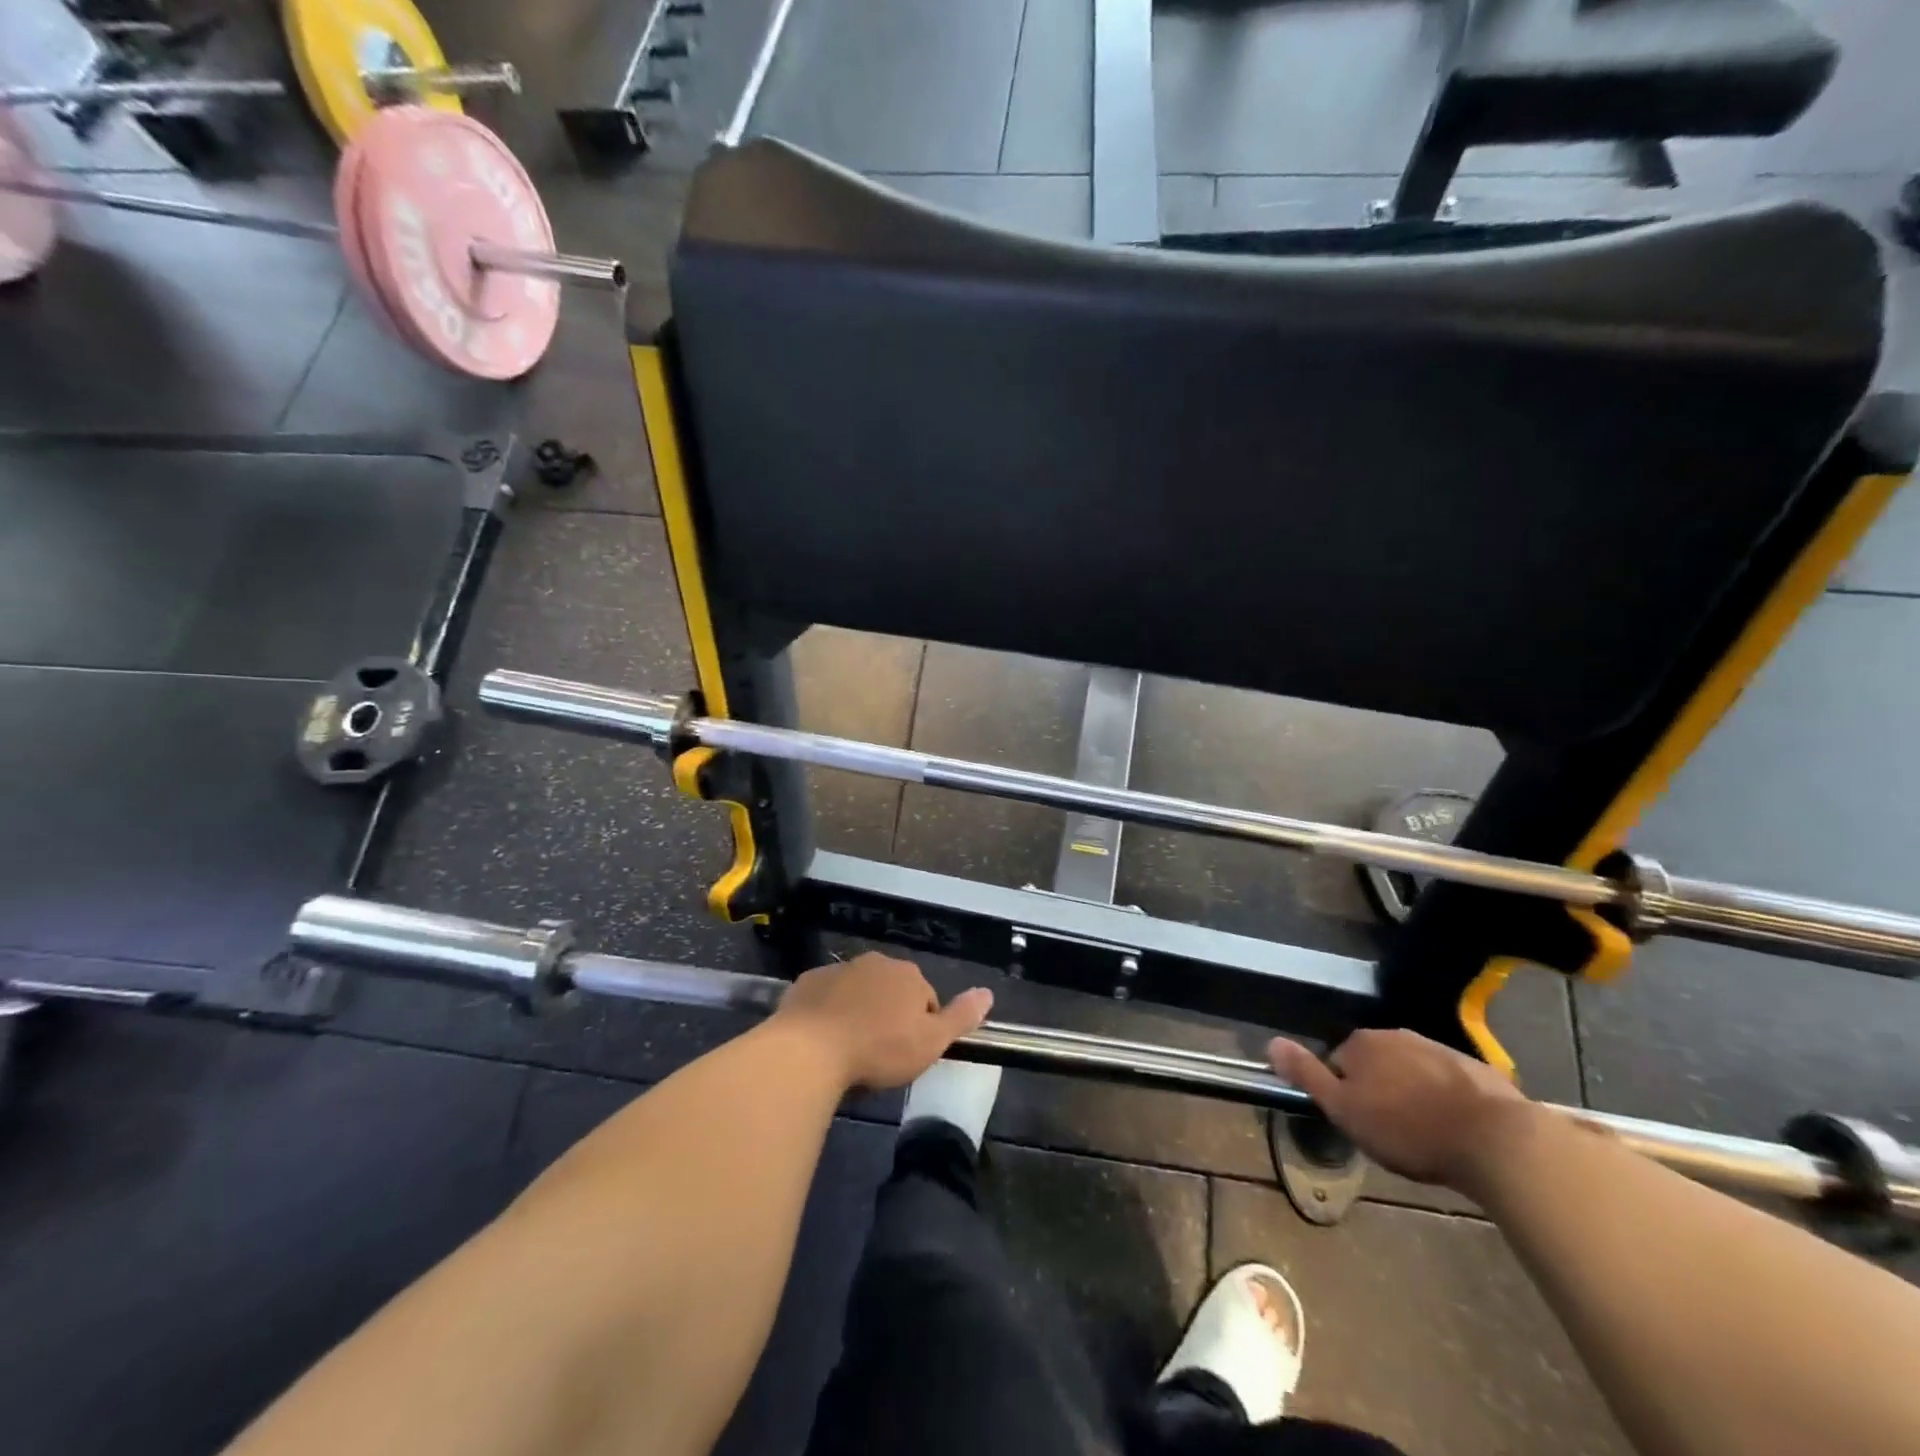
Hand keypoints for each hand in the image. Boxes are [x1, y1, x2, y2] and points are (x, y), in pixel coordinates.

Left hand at [774, 953, 992, 1090]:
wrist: (810, 1050)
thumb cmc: (879, 1049)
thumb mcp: (930, 1042)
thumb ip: (960, 1017)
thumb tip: (988, 993)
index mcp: (908, 975)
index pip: (925, 999)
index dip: (920, 1028)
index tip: (908, 1055)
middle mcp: (875, 963)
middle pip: (890, 991)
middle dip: (888, 1016)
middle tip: (879, 1055)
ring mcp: (838, 970)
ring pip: (857, 992)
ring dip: (858, 1013)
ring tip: (849, 1052)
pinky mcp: (807, 983)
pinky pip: (825, 998)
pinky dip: (827, 1013)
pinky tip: (822, 1041)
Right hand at [1269, 1029, 1534, 1189]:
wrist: (1495, 1140)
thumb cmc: (1408, 1129)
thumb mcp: (1345, 1110)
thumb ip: (1307, 1075)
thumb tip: (1271, 1042)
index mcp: (1362, 1043)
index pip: (1338, 1062)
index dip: (1344, 1093)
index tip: (1360, 1123)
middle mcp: (1396, 1035)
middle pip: (1375, 1063)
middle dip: (1379, 1090)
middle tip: (1390, 1131)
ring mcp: (1438, 1048)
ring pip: (1412, 1070)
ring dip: (1412, 1093)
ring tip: (1424, 1133)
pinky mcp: (1476, 1069)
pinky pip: (1448, 1081)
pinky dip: (1445, 1099)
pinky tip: (1455, 1129)